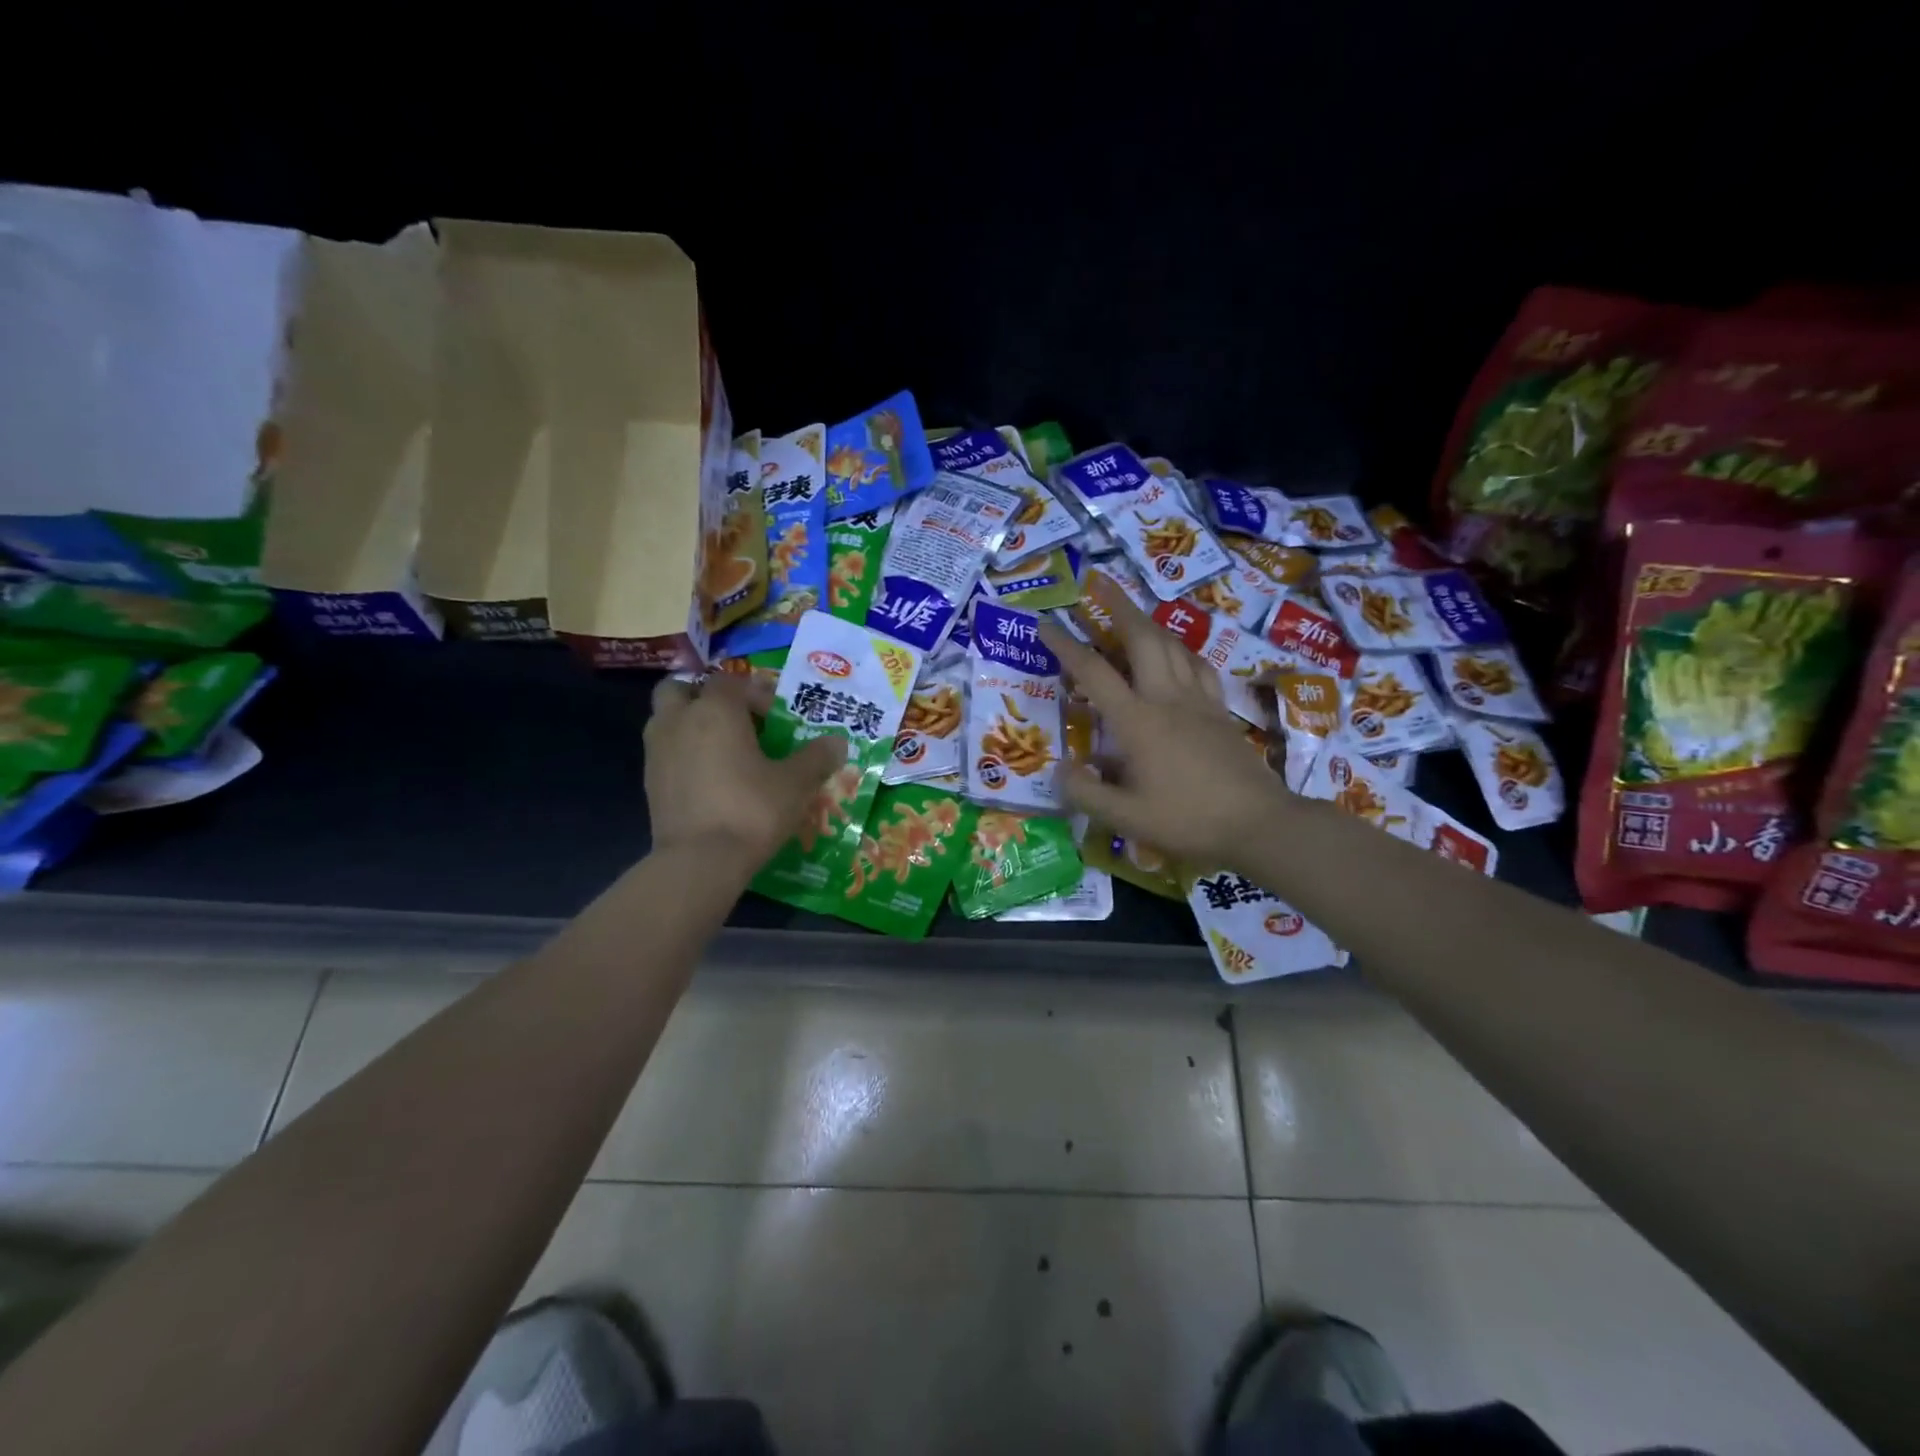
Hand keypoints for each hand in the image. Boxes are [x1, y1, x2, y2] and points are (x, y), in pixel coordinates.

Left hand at [645, 675, 847, 869]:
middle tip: (734, 720)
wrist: (699, 861)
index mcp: (716, 710)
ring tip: (721, 749)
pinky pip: (664, 752)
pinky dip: (682, 754)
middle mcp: (679, 720)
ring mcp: (657, 751)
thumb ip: (816, 758)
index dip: (754, 692)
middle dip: (705, 696)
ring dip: (689, 723)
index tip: (774, 716)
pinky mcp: (649, 782)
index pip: (731, 681)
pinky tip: (708, 778)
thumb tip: (838, 743)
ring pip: (666, 719)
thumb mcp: (795, 784)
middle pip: (682, 689)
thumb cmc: (751, 810)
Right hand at [1038, 582, 1291, 867]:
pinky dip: (1180, 649)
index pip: (1094, 673)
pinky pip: (1198, 665)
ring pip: (1172, 645)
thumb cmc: (1188, 820)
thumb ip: (1086, 793)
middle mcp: (1167, 699)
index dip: (1066, 645)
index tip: (1045, 623)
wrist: (1259, 823)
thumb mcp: (1126, 818)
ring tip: (1133, 611)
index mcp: (1138, 721)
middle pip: (1142, 638)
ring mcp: (1198, 701)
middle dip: (1119, 605)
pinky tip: (1178, 652)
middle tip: (1100, 582)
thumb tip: (1060, 768)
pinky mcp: (1220, 710)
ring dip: (1149, 622)